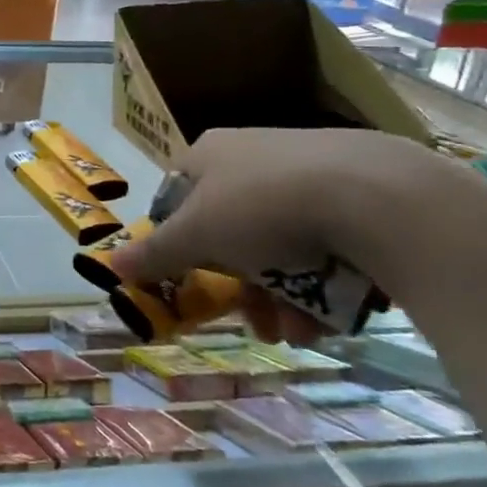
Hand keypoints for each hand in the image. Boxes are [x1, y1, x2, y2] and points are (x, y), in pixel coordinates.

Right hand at [106, 128, 429, 344]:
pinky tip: (332, 317)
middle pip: (232, 233)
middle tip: (254, 322)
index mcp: (209, 154)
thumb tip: (109, 263)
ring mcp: (308, 173)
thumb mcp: (197, 235)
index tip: (192, 282)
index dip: (180, 244)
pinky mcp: (358, 194)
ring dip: (283, 298)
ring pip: (281, 247)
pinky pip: (326, 245)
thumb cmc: (264, 207)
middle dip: (241, 288)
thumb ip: (154, 253)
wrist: (378, 195)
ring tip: (298, 332)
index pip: (178, 201)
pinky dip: (323, 285)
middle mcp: (254, 157)